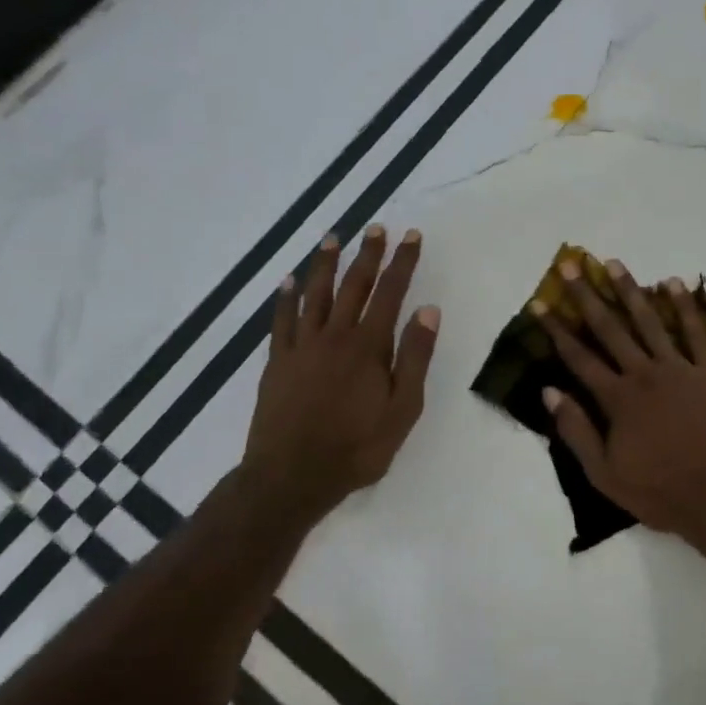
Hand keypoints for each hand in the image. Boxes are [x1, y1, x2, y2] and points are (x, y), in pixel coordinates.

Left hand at [242, 225, 439, 511]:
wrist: (291, 476)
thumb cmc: (357, 447)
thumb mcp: (403, 408)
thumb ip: (414, 357)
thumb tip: (428, 310)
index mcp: (369, 346)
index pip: (391, 293)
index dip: (402, 263)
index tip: (411, 236)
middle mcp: (334, 336)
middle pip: (353, 285)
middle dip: (368, 255)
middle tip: (376, 228)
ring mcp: (302, 347)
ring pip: (315, 294)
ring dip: (325, 264)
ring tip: (333, 238)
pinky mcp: (278, 362)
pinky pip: (282, 320)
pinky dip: (286, 297)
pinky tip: (289, 280)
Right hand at [535, 258, 705, 540]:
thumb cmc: (661, 492)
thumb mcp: (605, 474)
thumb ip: (576, 431)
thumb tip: (549, 391)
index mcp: (617, 399)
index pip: (579, 357)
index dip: (556, 329)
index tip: (540, 302)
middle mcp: (644, 374)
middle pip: (610, 329)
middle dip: (587, 296)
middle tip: (571, 264)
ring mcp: (680, 369)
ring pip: (649, 321)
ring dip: (630, 290)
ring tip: (613, 263)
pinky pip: (696, 332)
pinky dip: (684, 306)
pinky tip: (673, 282)